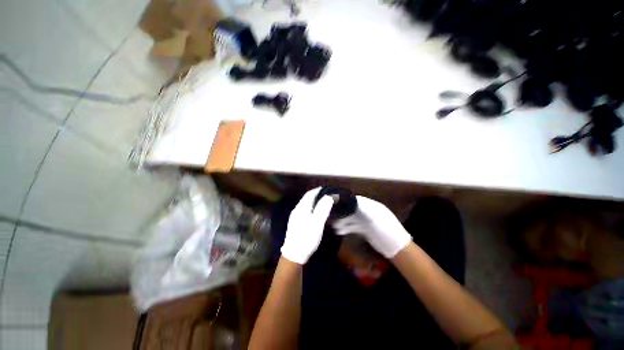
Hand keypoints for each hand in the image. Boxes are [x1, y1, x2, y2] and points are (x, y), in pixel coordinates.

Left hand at [281, 187, 333, 264]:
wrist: (293, 254)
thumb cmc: (307, 238)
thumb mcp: (317, 224)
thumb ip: (323, 209)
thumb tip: (329, 196)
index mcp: (301, 208)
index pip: (310, 194)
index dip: (318, 190)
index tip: (327, 189)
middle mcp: (297, 209)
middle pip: (307, 198)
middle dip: (316, 194)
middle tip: (327, 195)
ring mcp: (295, 216)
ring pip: (305, 203)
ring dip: (313, 200)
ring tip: (323, 201)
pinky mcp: (295, 222)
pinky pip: (304, 209)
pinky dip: (311, 206)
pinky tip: (315, 211)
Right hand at [332, 196, 411, 258]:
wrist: (396, 248)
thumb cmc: (387, 231)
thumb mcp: (375, 218)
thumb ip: (364, 209)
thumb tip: (351, 201)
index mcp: (374, 206)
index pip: (358, 201)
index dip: (348, 201)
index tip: (337, 203)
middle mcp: (370, 212)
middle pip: (354, 209)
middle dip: (344, 213)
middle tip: (334, 215)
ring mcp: (368, 221)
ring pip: (353, 219)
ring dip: (344, 221)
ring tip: (335, 225)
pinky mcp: (366, 230)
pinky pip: (354, 226)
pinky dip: (347, 228)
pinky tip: (340, 230)